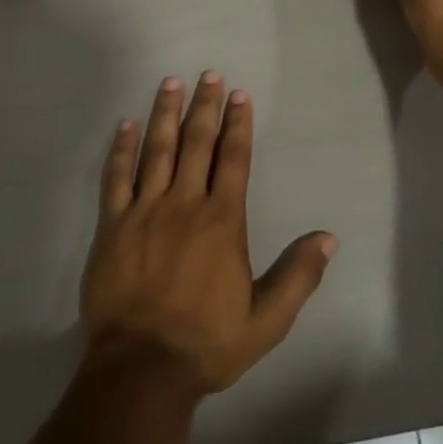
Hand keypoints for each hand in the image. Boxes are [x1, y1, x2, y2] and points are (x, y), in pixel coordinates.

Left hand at [80, 74, 337, 397]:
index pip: (233, 159)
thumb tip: (329, 237)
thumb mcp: (267, 320)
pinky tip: (125, 126)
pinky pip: (116, 179)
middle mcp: (184, 204)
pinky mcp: (113, 226)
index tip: (239, 95)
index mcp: (222, 220)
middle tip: (208, 74)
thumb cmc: (207, 343)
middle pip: (196, 143)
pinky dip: (121, 150)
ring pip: (157, 151)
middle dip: (204, 106)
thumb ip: (298, 276)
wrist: (142, 369)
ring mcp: (145, 212)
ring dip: (165, 114)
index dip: (238, 124)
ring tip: (170, 83)